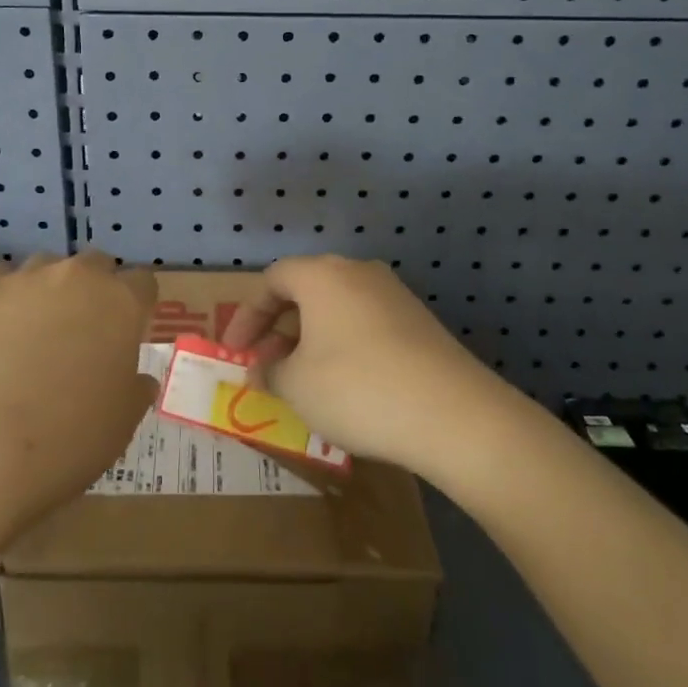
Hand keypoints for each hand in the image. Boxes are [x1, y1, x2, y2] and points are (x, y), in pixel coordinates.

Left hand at [0, 250, 156, 548]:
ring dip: (46, 291)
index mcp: (120, 304)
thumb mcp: (121, 425)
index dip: (136, 307)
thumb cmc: (63, 445)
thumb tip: (137, 378)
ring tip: (29, 335)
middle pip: (94, 265)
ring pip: (44, 268)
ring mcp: (22, 279)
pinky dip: (0, 299)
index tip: (125, 335)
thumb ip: (135, 389)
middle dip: (93, 291)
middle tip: (79, 335)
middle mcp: (76, 277)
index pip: (143, 283)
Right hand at [221, 256, 498, 476]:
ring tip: (301, 381)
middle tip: (266, 366)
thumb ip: (269, 371)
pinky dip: (343, 347)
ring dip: (311, 340)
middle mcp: (358, 273)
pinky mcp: (419, 322)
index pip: (272, 280)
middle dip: (279, 329)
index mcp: (322, 275)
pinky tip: (344, 387)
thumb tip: (263, 368)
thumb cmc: (356, 388)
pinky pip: (365, 325)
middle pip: (306, 291)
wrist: (453, 413)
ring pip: (337, 309)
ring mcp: (394, 295)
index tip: (234, 351)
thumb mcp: (296, 385)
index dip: (246, 315)